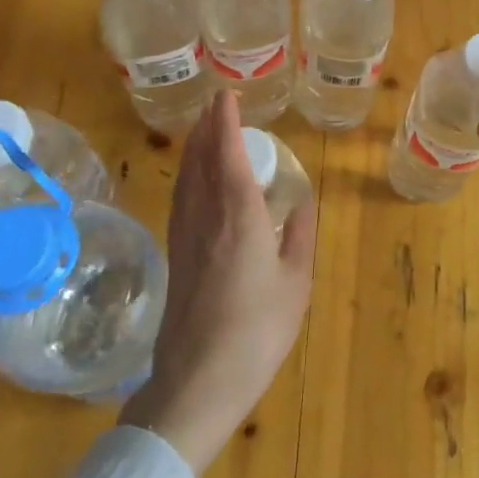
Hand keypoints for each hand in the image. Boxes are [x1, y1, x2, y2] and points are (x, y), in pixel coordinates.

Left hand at [120, 90, 316, 474]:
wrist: (197, 380)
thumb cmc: (257, 330)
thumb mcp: (295, 283)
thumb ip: (300, 234)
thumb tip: (302, 199)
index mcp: (238, 216)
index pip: (227, 154)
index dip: (226, 122)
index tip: (227, 96)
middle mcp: (206, 216)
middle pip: (200, 159)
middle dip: (208, 128)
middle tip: (218, 106)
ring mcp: (185, 235)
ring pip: (186, 177)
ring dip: (195, 147)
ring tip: (205, 130)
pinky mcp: (176, 254)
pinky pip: (181, 197)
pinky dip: (189, 173)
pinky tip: (195, 179)